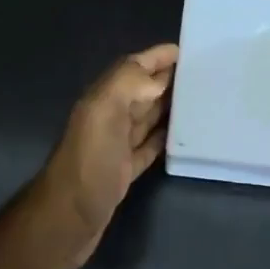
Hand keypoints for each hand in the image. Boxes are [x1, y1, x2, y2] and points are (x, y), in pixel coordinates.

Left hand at [32, 43, 177, 268]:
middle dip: (166, 79)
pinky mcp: (124, 171)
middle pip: (141, 91)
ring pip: (146, 117)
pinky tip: (181, 136)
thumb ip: (126, 85)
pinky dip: (163, 138)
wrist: (68, 218)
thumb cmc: (89, 163)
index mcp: (103, 100)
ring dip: (168, 106)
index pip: (131, 69)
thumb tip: (157, 80)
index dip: (155, 57)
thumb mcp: (103, 114)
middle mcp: (108, 118)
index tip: (185, 50)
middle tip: (201, 73)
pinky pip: (148, 147)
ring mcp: (115, 146)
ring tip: (198, 100)